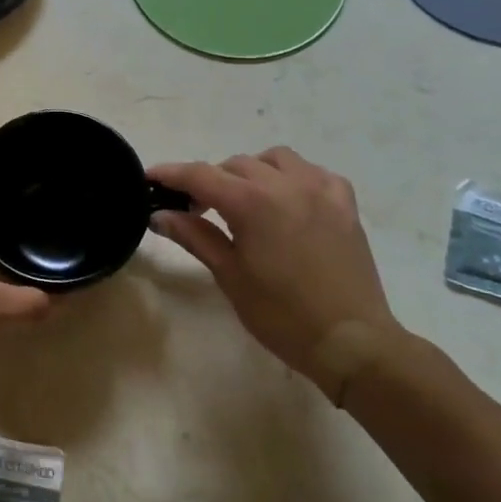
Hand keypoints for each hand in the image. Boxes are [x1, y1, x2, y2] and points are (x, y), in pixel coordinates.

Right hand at [149, 148, 400, 389]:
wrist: (351, 342)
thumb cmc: (282, 314)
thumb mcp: (230, 275)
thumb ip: (194, 236)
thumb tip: (159, 214)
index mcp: (252, 202)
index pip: (199, 175)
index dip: (170, 174)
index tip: (149, 178)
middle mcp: (285, 184)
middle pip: (234, 165)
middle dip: (209, 181)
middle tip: (195, 209)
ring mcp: (320, 189)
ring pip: (274, 159)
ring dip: (251, 172)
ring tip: (243, 200)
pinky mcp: (344, 203)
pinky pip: (313, 172)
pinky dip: (292, 178)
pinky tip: (287, 201)